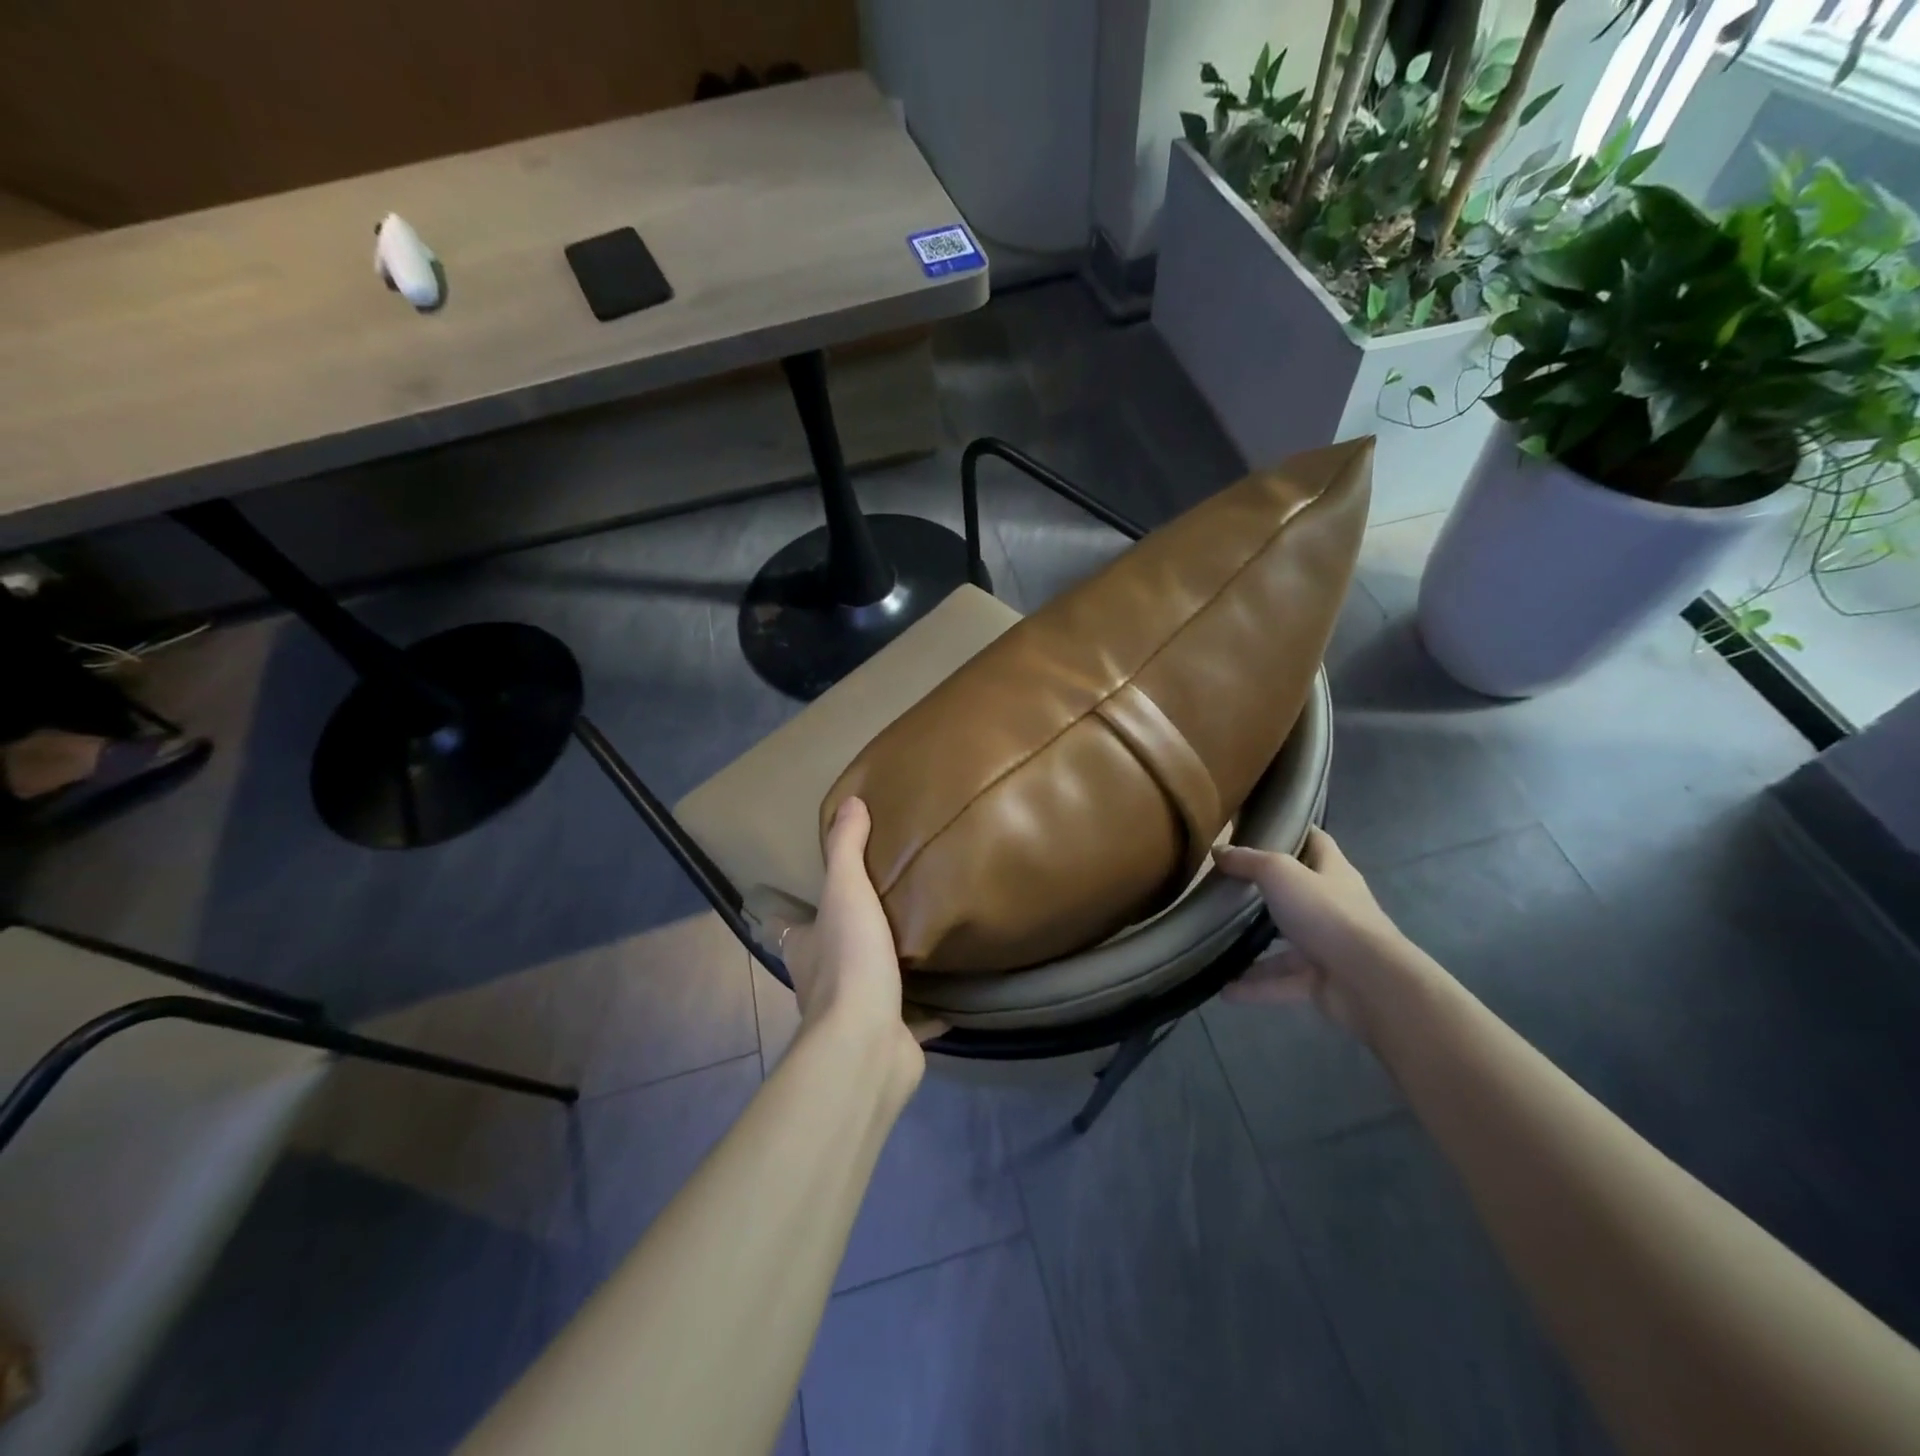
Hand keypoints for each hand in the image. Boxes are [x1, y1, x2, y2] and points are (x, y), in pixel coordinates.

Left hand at [782, 798, 941, 1060]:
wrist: (867, 1042)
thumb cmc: (849, 960)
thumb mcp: (846, 892)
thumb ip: (846, 848)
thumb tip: (850, 801)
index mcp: (807, 950)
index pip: (794, 927)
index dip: (802, 914)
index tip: (823, 896)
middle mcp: (823, 985)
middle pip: (834, 956)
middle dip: (852, 939)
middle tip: (885, 912)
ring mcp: (857, 1015)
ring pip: (871, 987)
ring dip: (888, 973)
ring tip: (920, 944)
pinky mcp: (891, 1038)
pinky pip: (911, 1020)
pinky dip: (927, 1011)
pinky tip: (952, 996)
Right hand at [1212, 827, 1404, 1036]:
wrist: (1370, 983)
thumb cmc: (1326, 914)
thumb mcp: (1280, 873)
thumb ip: (1248, 861)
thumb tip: (1218, 850)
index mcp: (1332, 872)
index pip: (1316, 842)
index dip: (1293, 831)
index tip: (1261, 827)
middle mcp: (1333, 906)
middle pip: (1298, 893)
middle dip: (1265, 892)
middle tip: (1226, 887)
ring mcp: (1329, 946)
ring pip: (1285, 943)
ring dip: (1254, 946)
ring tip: (1216, 944)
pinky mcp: (1321, 982)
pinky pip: (1282, 982)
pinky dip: (1255, 987)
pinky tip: (1223, 990)